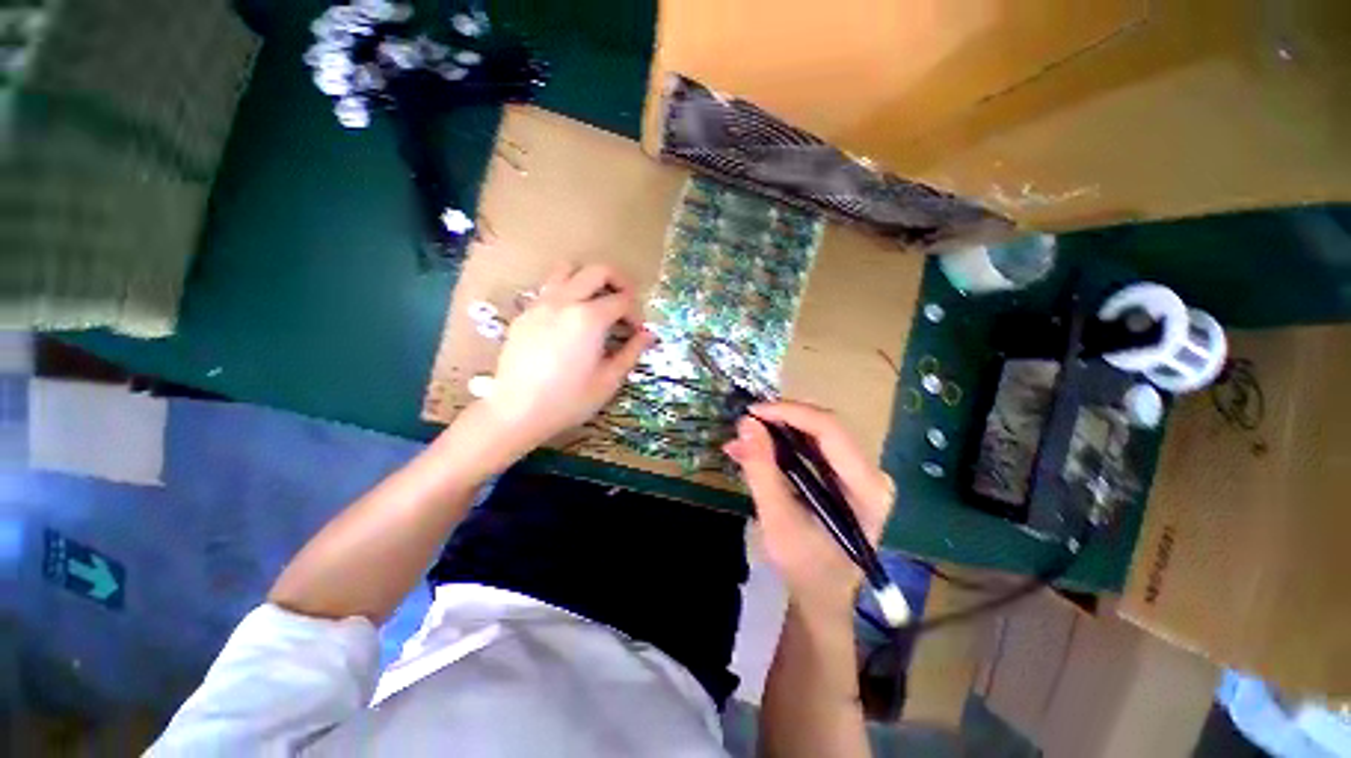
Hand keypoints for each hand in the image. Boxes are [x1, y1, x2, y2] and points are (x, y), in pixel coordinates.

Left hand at [481, 263, 653, 453]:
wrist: (518, 411)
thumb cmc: (569, 399)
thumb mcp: (609, 380)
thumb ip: (632, 352)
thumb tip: (648, 335)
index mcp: (590, 318)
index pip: (623, 300)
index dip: (636, 313)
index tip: (637, 331)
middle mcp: (565, 301)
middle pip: (598, 270)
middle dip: (618, 281)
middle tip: (625, 303)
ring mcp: (541, 303)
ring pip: (568, 269)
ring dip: (588, 279)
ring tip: (596, 302)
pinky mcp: (525, 313)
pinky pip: (550, 288)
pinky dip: (567, 292)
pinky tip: (569, 320)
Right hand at [724, 402, 894, 616]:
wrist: (821, 597)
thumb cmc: (804, 567)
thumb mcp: (777, 519)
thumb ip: (761, 469)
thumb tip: (745, 423)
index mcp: (868, 487)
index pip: (830, 430)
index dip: (789, 413)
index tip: (752, 412)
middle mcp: (871, 473)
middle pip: (824, 427)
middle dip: (780, 420)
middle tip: (745, 424)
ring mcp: (860, 473)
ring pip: (815, 433)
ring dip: (777, 432)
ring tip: (743, 439)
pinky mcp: (844, 476)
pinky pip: (812, 447)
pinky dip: (782, 445)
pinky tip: (755, 451)